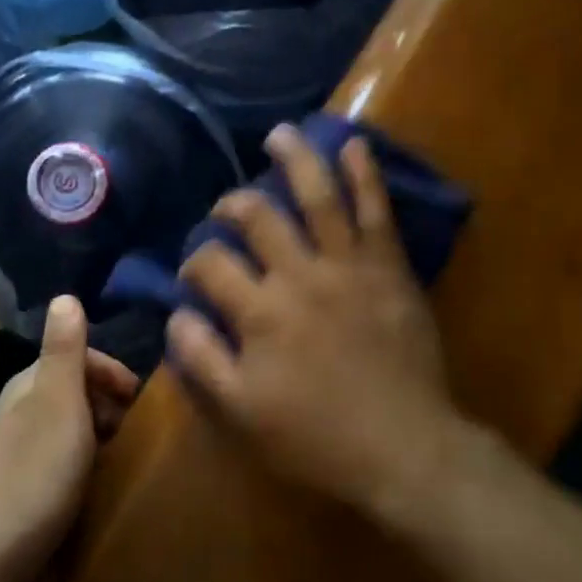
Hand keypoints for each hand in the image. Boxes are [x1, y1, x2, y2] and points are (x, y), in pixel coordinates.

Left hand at [0, 297, 140, 581]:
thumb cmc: (34, 474)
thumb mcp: (59, 402)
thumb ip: (65, 350)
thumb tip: (64, 295)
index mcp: (27, 387)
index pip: (76, 357)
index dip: (113, 372)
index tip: (143, 399)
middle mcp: (19, 415)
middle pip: (76, 395)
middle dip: (111, 407)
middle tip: (141, 434)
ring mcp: (17, 458)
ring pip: (72, 434)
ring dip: (102, 442)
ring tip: (129, 463)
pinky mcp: (21, 498)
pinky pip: (65, 470)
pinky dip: (88, 473)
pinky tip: (101, 493)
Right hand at [166, 126, 458, 524]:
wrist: (405, 447)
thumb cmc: (317, 437)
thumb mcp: (241, 412)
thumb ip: (202, 359)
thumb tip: (176, 312)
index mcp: (259, 311)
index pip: (211, 263)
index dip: (194, 261)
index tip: (196, 274)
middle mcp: (299, 274)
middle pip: (256, 217)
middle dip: (234, 205)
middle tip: (228, 207)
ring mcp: (347, 265)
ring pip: (316, 196)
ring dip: (296, 159)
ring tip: (279, 134)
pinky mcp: (387, 266)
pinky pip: (376, 210)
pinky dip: (365, 174)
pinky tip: (353, 144)